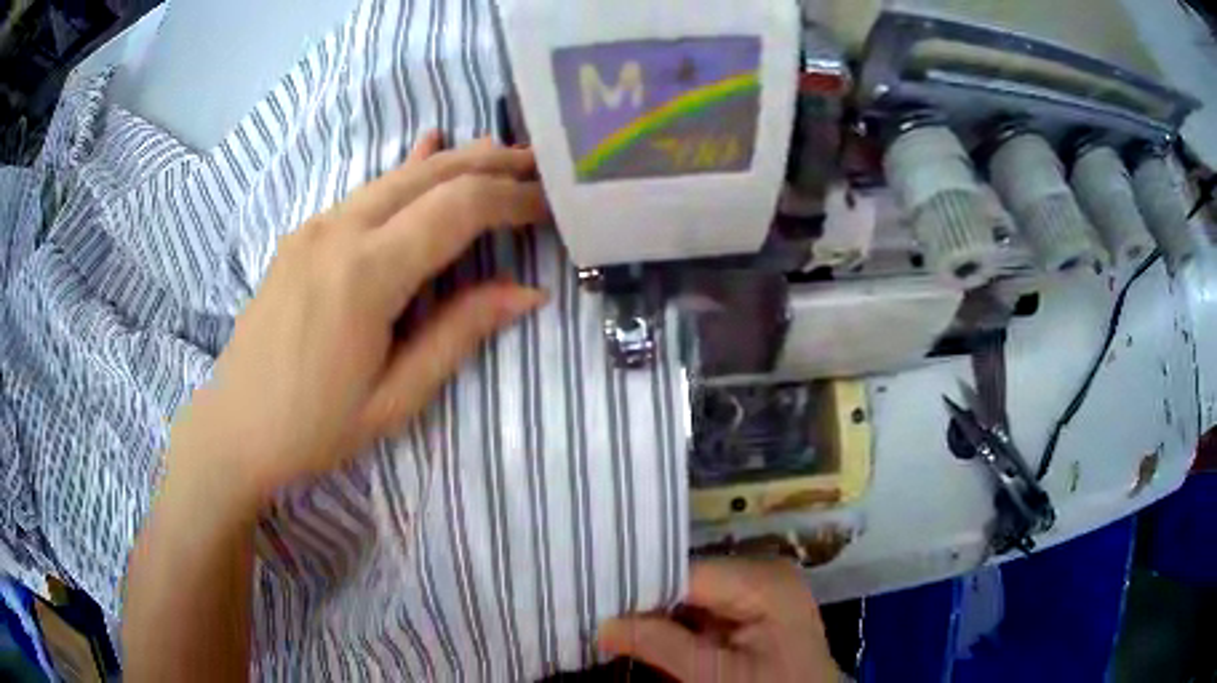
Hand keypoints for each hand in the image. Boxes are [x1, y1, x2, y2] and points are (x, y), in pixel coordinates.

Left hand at [167, 133, 546, 498]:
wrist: (234, 428)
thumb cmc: (314, 427)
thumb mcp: (394, 398)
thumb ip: (458, 334)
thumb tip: (527, 292)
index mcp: (365, 274)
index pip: (457, 208)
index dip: (511, 199)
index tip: (550, 204)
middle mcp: (338, 231)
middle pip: (430, 175)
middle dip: (491, 164)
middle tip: (538, 166)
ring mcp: (314, 227)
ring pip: (397, 175)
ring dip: (454, 163)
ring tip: (501, 157)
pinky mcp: (302, 235)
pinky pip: (366, 191)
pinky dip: (407, 172)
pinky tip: (428, 147)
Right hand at [598, 559, 839, 681]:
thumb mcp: (714, 676)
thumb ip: (659, 645)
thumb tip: (600, 624)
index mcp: (763, 581)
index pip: (686, 571)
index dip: (640, 586)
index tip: (596, 598)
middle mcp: (763, 573)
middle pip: (689, 579)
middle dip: (646, 600)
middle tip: (598, 611)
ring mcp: (760, 591)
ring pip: (693, 594)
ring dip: (658, 613)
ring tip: (612, 621)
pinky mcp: (754, 610)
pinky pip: (706, 608)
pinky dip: (678, 623)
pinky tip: (646, 633)